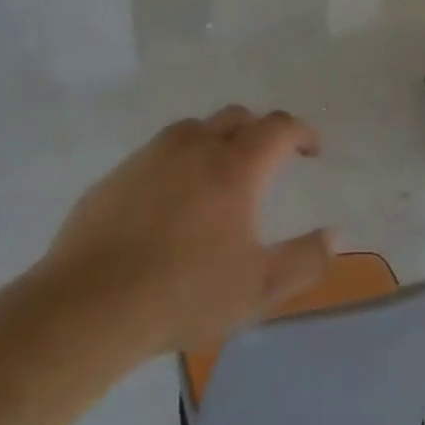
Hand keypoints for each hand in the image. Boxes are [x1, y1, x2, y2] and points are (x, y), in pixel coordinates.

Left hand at [35, 106, 333, 354]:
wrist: (89, 307)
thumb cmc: (186, 293)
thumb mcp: (261, 287)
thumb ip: (307, 259)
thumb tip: (335, 235)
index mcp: (235, 167)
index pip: (278, 127)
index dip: (301, 132)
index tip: (312, 150)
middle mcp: (193, 148)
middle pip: (236, 117)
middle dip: (261, 131)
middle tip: (270, 160)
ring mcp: (149, 158)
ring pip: (193, 130)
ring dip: (217, 141)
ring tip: (221, 176)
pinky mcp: (114, 177)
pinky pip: (157, 154)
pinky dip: (178, 163)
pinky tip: (172, 202)